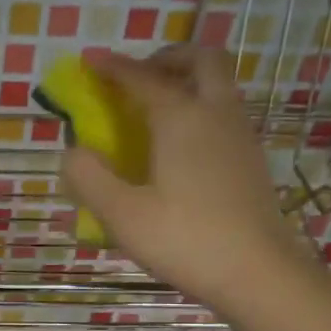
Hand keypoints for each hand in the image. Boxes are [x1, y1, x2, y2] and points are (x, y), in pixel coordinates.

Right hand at [63, 47, 304, 306]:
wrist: (258, 273)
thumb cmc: (185, 241)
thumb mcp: (122, 215)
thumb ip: (90, 178)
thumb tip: (73, 152)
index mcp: (181, 119)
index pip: (143, 78)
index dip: (114, 67)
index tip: (91, 60)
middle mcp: (216, 114)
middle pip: (201, 60)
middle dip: (167, 58)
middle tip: (139, 78)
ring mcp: (240, 136)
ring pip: (218, 86)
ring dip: (187, 82)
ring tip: (154, 112)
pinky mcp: (250, 161)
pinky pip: (224, 114)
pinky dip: (199, 110)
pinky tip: (180, 148)